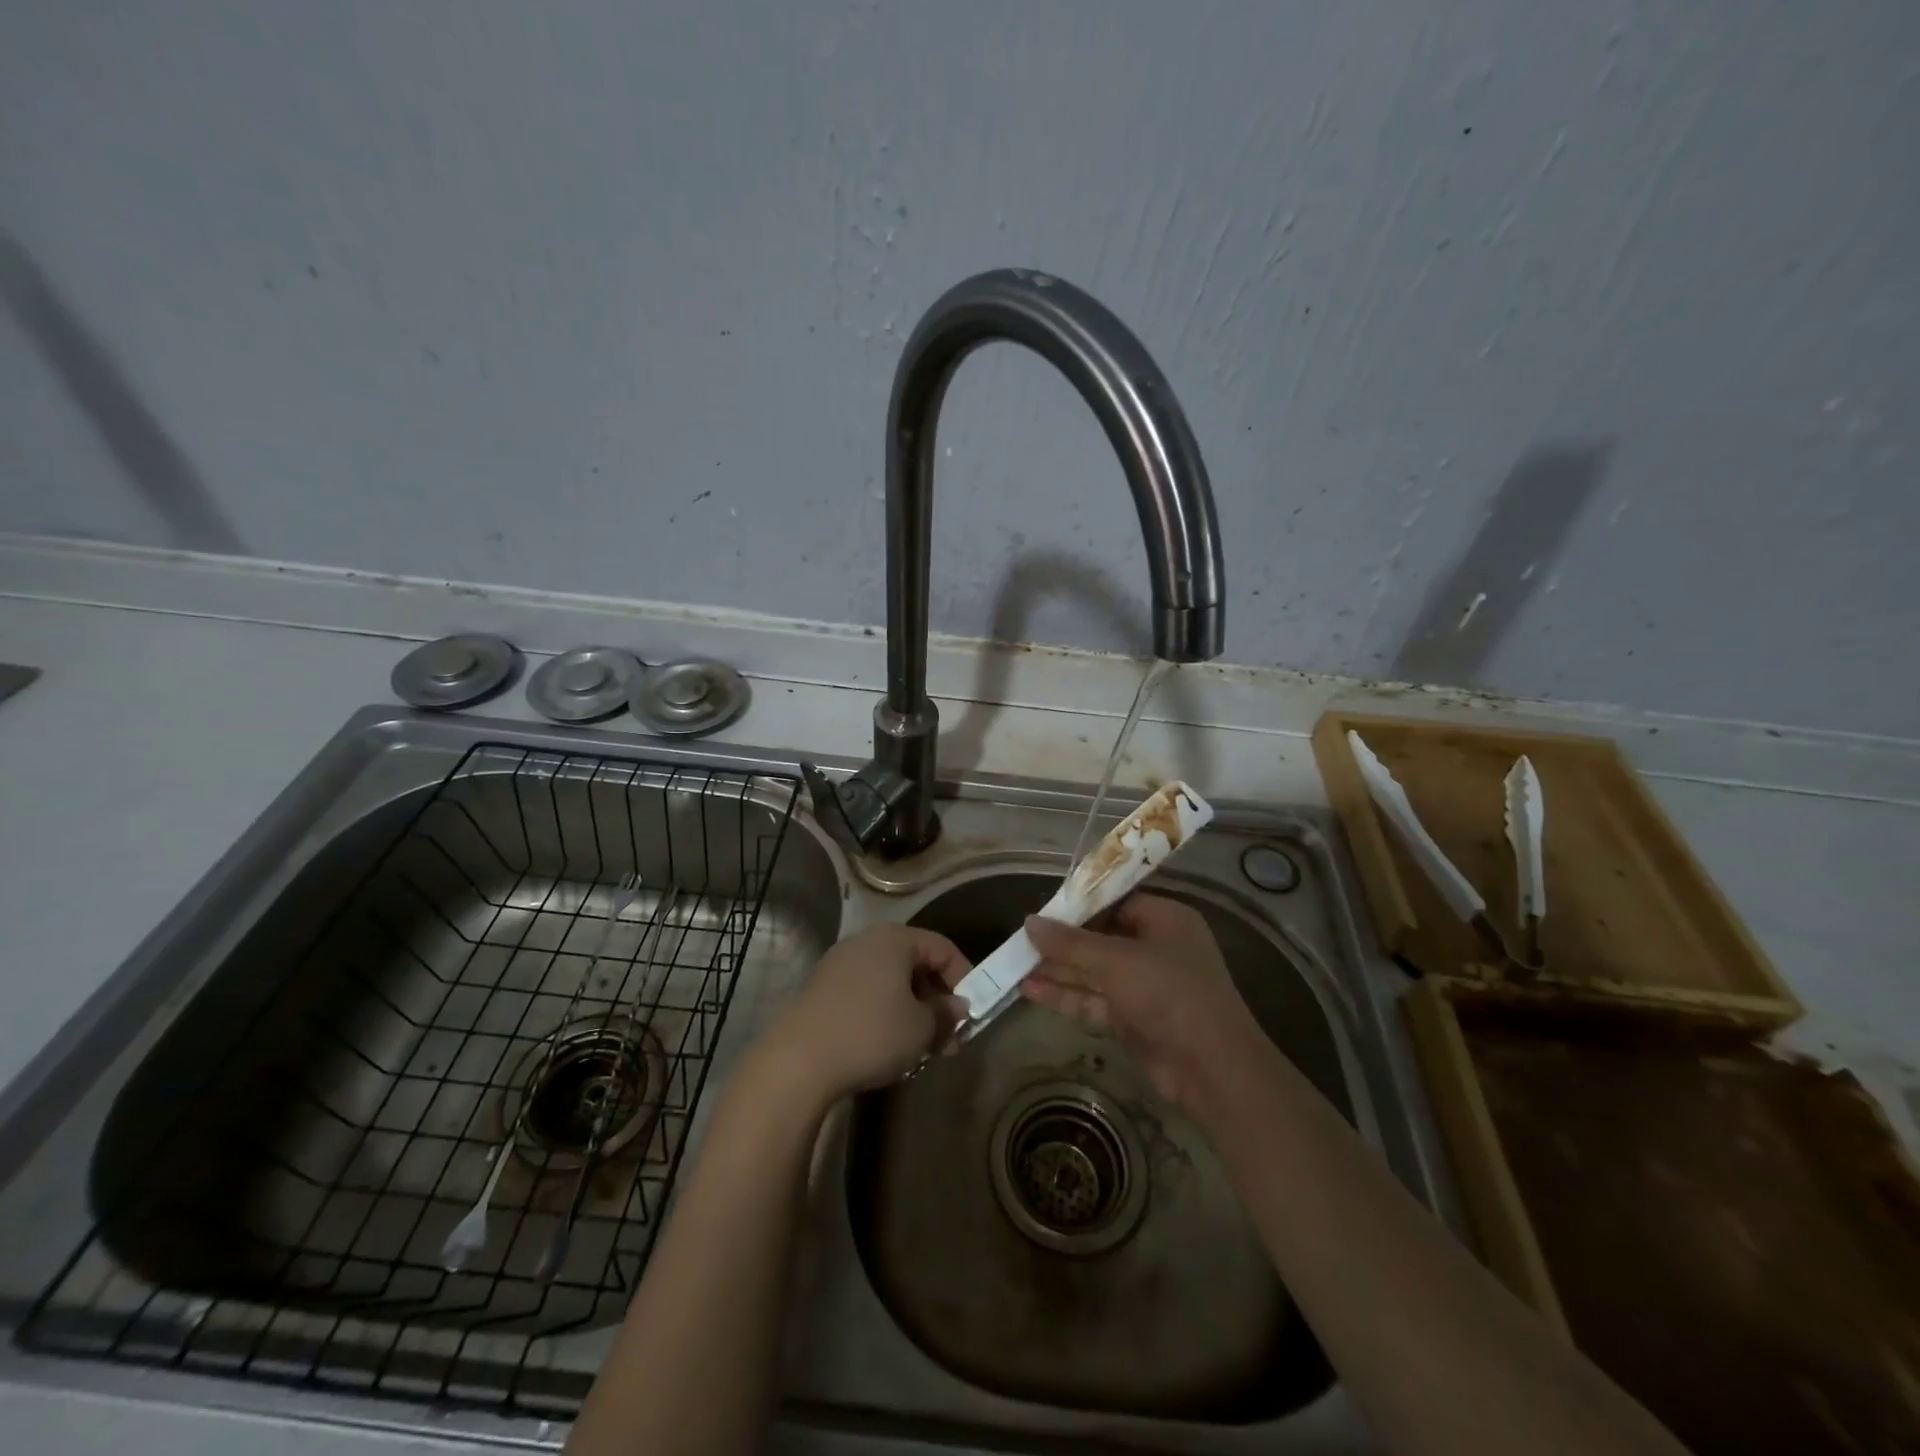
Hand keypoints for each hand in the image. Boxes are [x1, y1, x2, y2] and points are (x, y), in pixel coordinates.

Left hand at [758, 924, 970, 1103]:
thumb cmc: (871, 1034)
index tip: (972, 1014)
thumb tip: (958, 1007)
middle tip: (950, 1039)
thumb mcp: (921, 1028)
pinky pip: (866, 993)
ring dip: (912, 1010)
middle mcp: (866, 941)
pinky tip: (888, 1047)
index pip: (943, 948)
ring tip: (922, 1049)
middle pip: (915, 963)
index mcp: (895, 939)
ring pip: (890, 981)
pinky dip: (884, 1013)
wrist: (797, 1062)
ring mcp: (839, 964)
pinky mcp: (821, 989)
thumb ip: (946, 1014)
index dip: (964, 978)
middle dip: (937, 1000)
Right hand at [1021, 893, 1264, 1113]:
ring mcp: (1144, 986)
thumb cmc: (1169, 994)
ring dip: (1057, 970)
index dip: (1078, 906)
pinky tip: (1030, 990)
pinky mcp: (1133, 1018)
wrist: (1211, 1069)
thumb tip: (1029, 922)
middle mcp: (1155, 948)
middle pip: (1100, 938)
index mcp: (1164, 920)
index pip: (1115, 903)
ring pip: (1093, 972)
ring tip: (1014, 965)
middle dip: (1061, 942)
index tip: (1042, 910)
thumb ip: (1070, 943)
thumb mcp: (1116, 961)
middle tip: (1019, 940)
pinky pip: (1094, 1000)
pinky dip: (1065, 995)